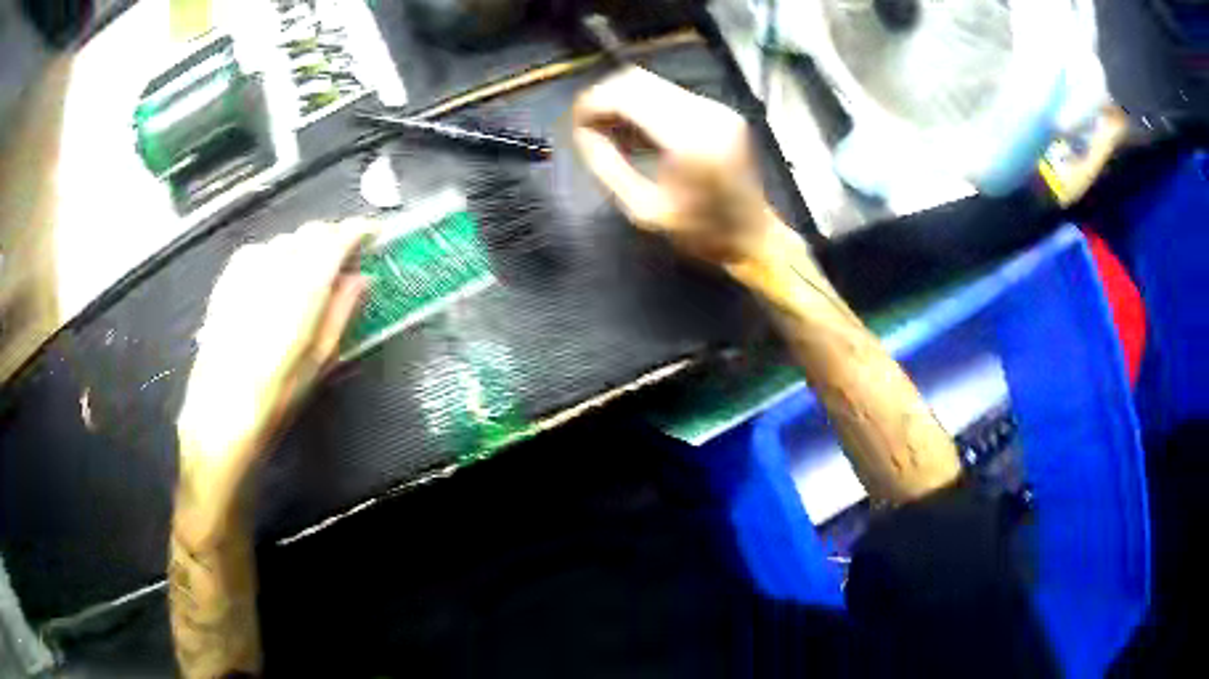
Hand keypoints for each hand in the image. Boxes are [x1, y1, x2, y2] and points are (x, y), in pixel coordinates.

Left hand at [176, 220, 369, 527]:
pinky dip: (277, 256)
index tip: (370, 236)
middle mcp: (275, 266)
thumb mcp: (320, 359)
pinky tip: (276, 281)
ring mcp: (248, 268)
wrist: (221, 407)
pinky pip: (261, 250)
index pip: (339, 237)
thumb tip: (360, 281)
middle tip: (344, 261)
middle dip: (333, 239)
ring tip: (309, 276)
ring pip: (287, 238)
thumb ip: (343, 310)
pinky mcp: (229, 277)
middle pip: (312, 231)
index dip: (359, 231)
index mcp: (305, 285)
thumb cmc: (273, 393)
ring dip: (305, 248)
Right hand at [572, 67, 802, 275]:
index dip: (592, 103)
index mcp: (688, 138)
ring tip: (612, 135)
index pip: (626, 94)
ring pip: (651, 82)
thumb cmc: (699, 233)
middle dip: (604, 98)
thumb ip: (606, 166)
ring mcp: (715, 107)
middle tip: (589, 129)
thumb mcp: (642, 209)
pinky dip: (644, 106)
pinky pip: (669, 94)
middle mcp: (704, 112)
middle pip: (636, 79)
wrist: (753, 237)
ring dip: (623, 101)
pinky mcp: (719, 110)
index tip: (576, 126)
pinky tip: (638, 135)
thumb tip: (581, 132)